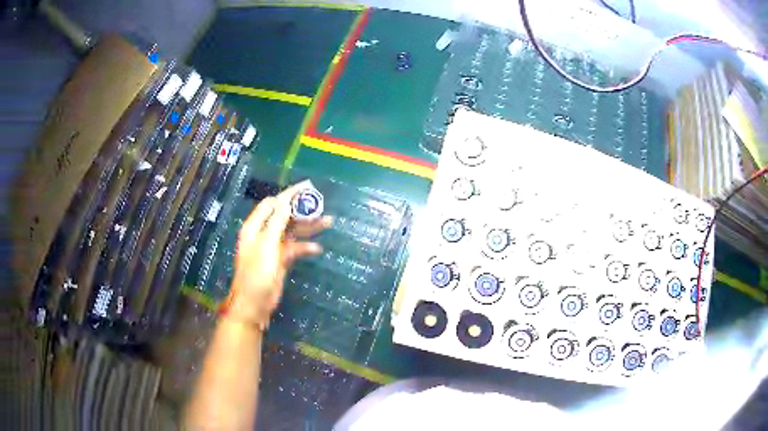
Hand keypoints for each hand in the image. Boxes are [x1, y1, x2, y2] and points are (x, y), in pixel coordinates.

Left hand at [223, 182, 331, 327]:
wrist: (254, 305)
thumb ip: (277, 222)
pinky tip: (317, 249)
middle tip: (321, 205)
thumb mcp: (267, 246)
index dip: (289, 194)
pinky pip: (295, 248)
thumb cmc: (257, 274)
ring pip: (293, 231)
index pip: (273, 203)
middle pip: (285, 216)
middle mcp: (263, 233)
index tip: (308, 187)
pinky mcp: (281, 260)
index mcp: (255, 227)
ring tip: (328, 222)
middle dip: (302, 210)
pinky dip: (306, 247)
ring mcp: (273, 247)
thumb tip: (286, 201)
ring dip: (308, 227)